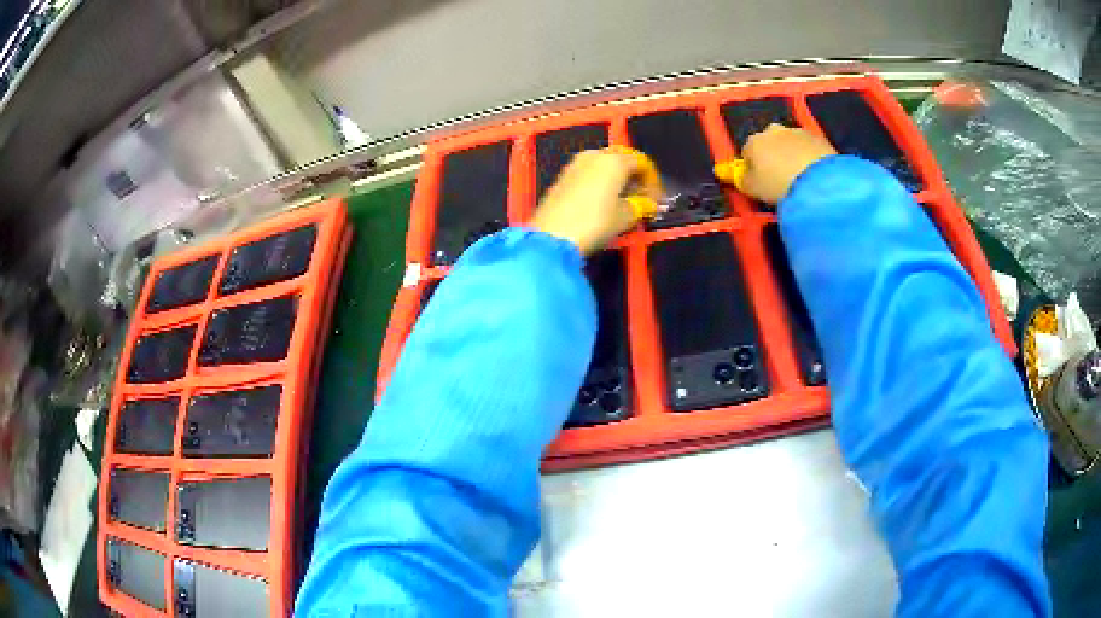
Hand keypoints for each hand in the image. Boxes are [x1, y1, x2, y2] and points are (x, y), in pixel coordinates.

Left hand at [531, 148, 659, 254]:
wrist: (552, 236)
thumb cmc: (594, 223)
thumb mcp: (625, 217)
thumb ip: (641, 207)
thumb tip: (648, 204)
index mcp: (614, 161)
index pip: (641, 162)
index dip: (653, 180)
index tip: (656, 199)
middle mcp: (594, 156)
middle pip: (621, 159)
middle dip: (634, 176)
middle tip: (641, 198)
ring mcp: (575, 164)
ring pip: (603, 165)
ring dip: (616, 179)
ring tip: (623, 201)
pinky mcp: (561, 177)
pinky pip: (588, 173)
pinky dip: (600, 182)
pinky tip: (603, 201)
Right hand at [740, 124, 836, 203]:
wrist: (818, 181)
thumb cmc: (778, 185)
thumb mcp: (752, 189)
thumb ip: (743, 180)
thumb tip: (741, 175)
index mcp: (753, 141)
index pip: (747, 152)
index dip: (752, 167)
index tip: (760, 181)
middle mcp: (773, 130)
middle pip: (769, 142)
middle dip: (773, 155)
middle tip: (781, 177)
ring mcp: (797, 132)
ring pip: (790, 143)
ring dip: (792, 155)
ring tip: (800, 177)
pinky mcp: (818, 138)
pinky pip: (809, 148)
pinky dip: (809, 157)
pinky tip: (813, 173)